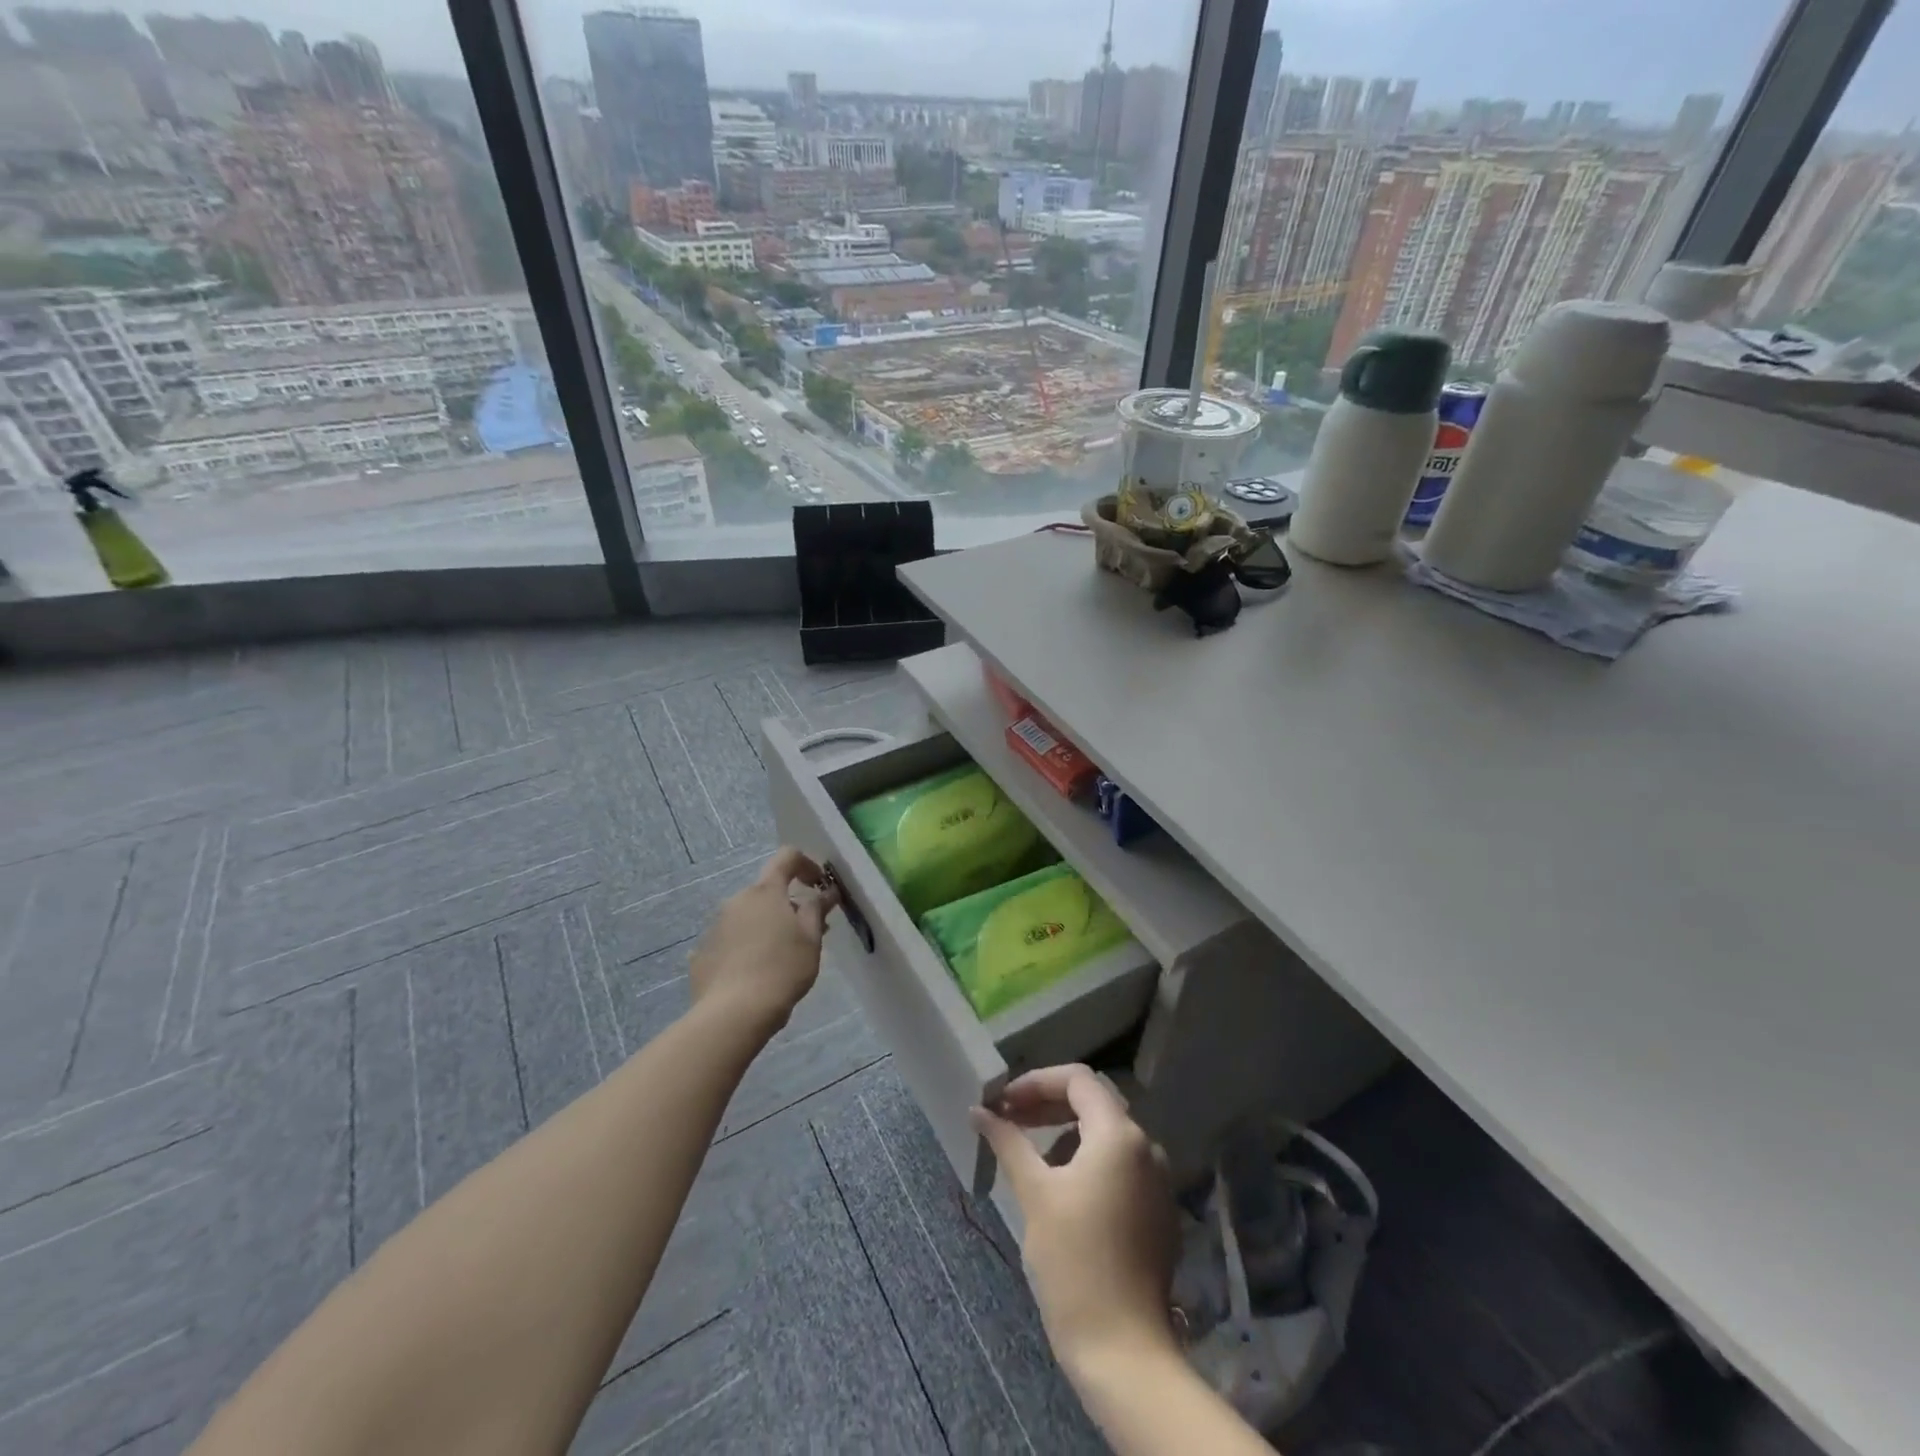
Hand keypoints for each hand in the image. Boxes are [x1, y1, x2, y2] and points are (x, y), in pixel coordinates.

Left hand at [689, 847, 838, 1029]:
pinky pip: (730, 941)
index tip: (819, 884)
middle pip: (767, 891)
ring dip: (767, 926)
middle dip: (788, 905)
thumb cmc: (782, 969)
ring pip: (748, 916)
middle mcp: (737, 900)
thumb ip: (817, 909)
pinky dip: (746, 947)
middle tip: (808, 931)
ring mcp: (715, 926)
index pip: (786, 857)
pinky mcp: (702, 953)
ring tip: (782, 957)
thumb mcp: (811, 938)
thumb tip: (825, 892)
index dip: (806, 863)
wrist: (734, 1013)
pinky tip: (754, 973)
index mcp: (765, 892)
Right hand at [972, 1065, 1178, 1376]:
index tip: (1003, 1102)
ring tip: (1030, 1156)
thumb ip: (1008, 1142)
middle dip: (1048, 1105)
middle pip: (1094, 1103)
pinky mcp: (1158, 1211)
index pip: (1077, 1079)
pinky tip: (1061, 1188)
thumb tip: (979, 1111)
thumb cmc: (1073, 1262)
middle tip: (1010, 1120)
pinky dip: (1088, 1161)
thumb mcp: (1035, 1194)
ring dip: (1066, 1133)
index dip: (1036, 1082)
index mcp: (1119, 1135)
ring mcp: (1157, 1180)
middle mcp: (1146, 1147)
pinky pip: (1120, 1165)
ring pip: (1107, 1134)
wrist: (1123, 1350)